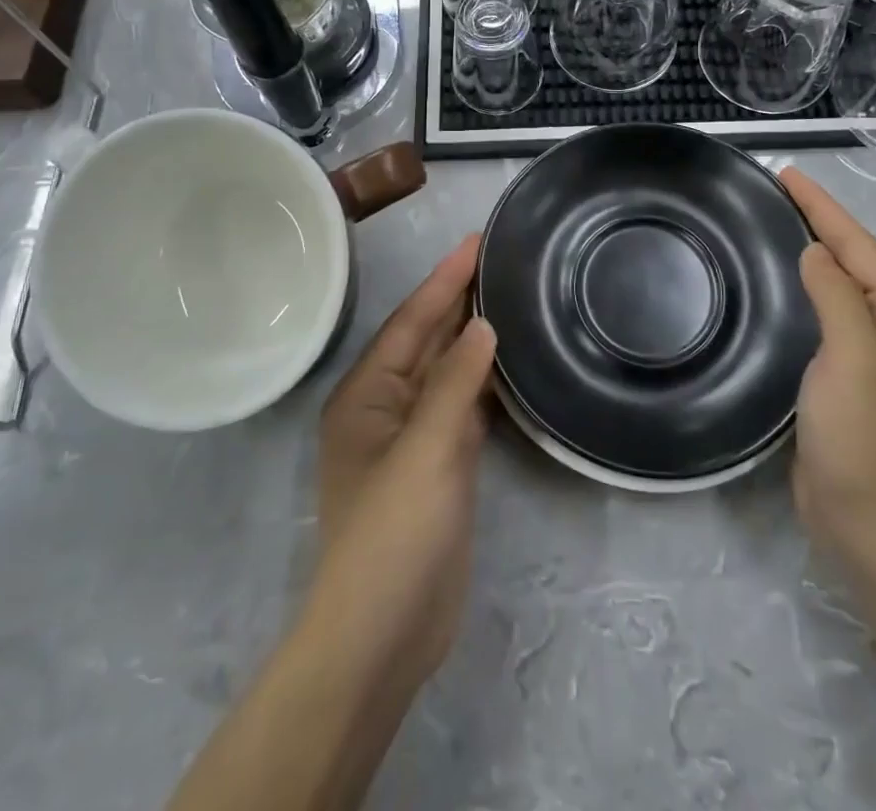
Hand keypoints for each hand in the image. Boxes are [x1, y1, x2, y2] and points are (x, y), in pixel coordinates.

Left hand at [309, 235, 496, 696]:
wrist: (384, 634)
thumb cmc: (393, 533)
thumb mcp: (425, 450)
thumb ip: (455, 383)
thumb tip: (483, 324)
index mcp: (366, 394)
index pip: (412, 321)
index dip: (445, 279)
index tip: (477, 240)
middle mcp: (385, 407)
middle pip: (428, 340)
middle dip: (459, 300)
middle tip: (501, 258)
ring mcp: (412, 438)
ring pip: (447, 373)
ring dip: (473, 338)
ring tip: (510, 296)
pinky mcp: (439, 465)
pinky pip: (463, 407)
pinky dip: (484, 382)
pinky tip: (509, 362)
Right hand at [781, 168, 875, 584]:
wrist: (867, 521)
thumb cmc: (863, 437)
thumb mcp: (852, 359)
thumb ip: (837, 296)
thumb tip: (814, 252)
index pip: (858, 246)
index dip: (822, 208)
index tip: (787, 174)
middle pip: (853, 258)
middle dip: (818, 220)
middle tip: (776, 189)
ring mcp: (872, 350)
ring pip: (839, 281)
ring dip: (811, 248)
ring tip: (775, 219)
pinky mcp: (847, 369)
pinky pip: (826, 308)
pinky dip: (805, 282)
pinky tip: (783, 276)